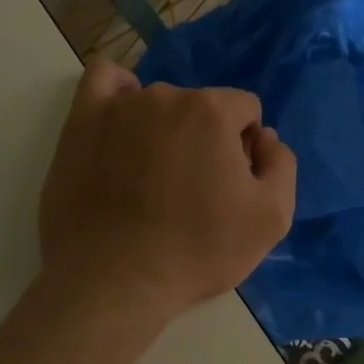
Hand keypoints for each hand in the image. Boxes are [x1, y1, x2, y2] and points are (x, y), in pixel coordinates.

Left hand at [36, 60, 296, 323]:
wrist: (114, 283)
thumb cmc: (198, 251)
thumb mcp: (272, 217)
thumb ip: (281, 163)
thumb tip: (264, 137)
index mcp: (213, 111)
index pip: (246, 109)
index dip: (245, 146)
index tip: (231, 184)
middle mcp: (167, 96)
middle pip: (203, 106)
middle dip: (207, 138)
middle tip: (193, 189)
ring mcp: (119, 107)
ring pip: (159, 103)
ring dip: (165, 128)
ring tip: (152, 177)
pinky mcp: (81, 123)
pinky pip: (103, 80)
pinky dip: (118, 93)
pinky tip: (123, 123)